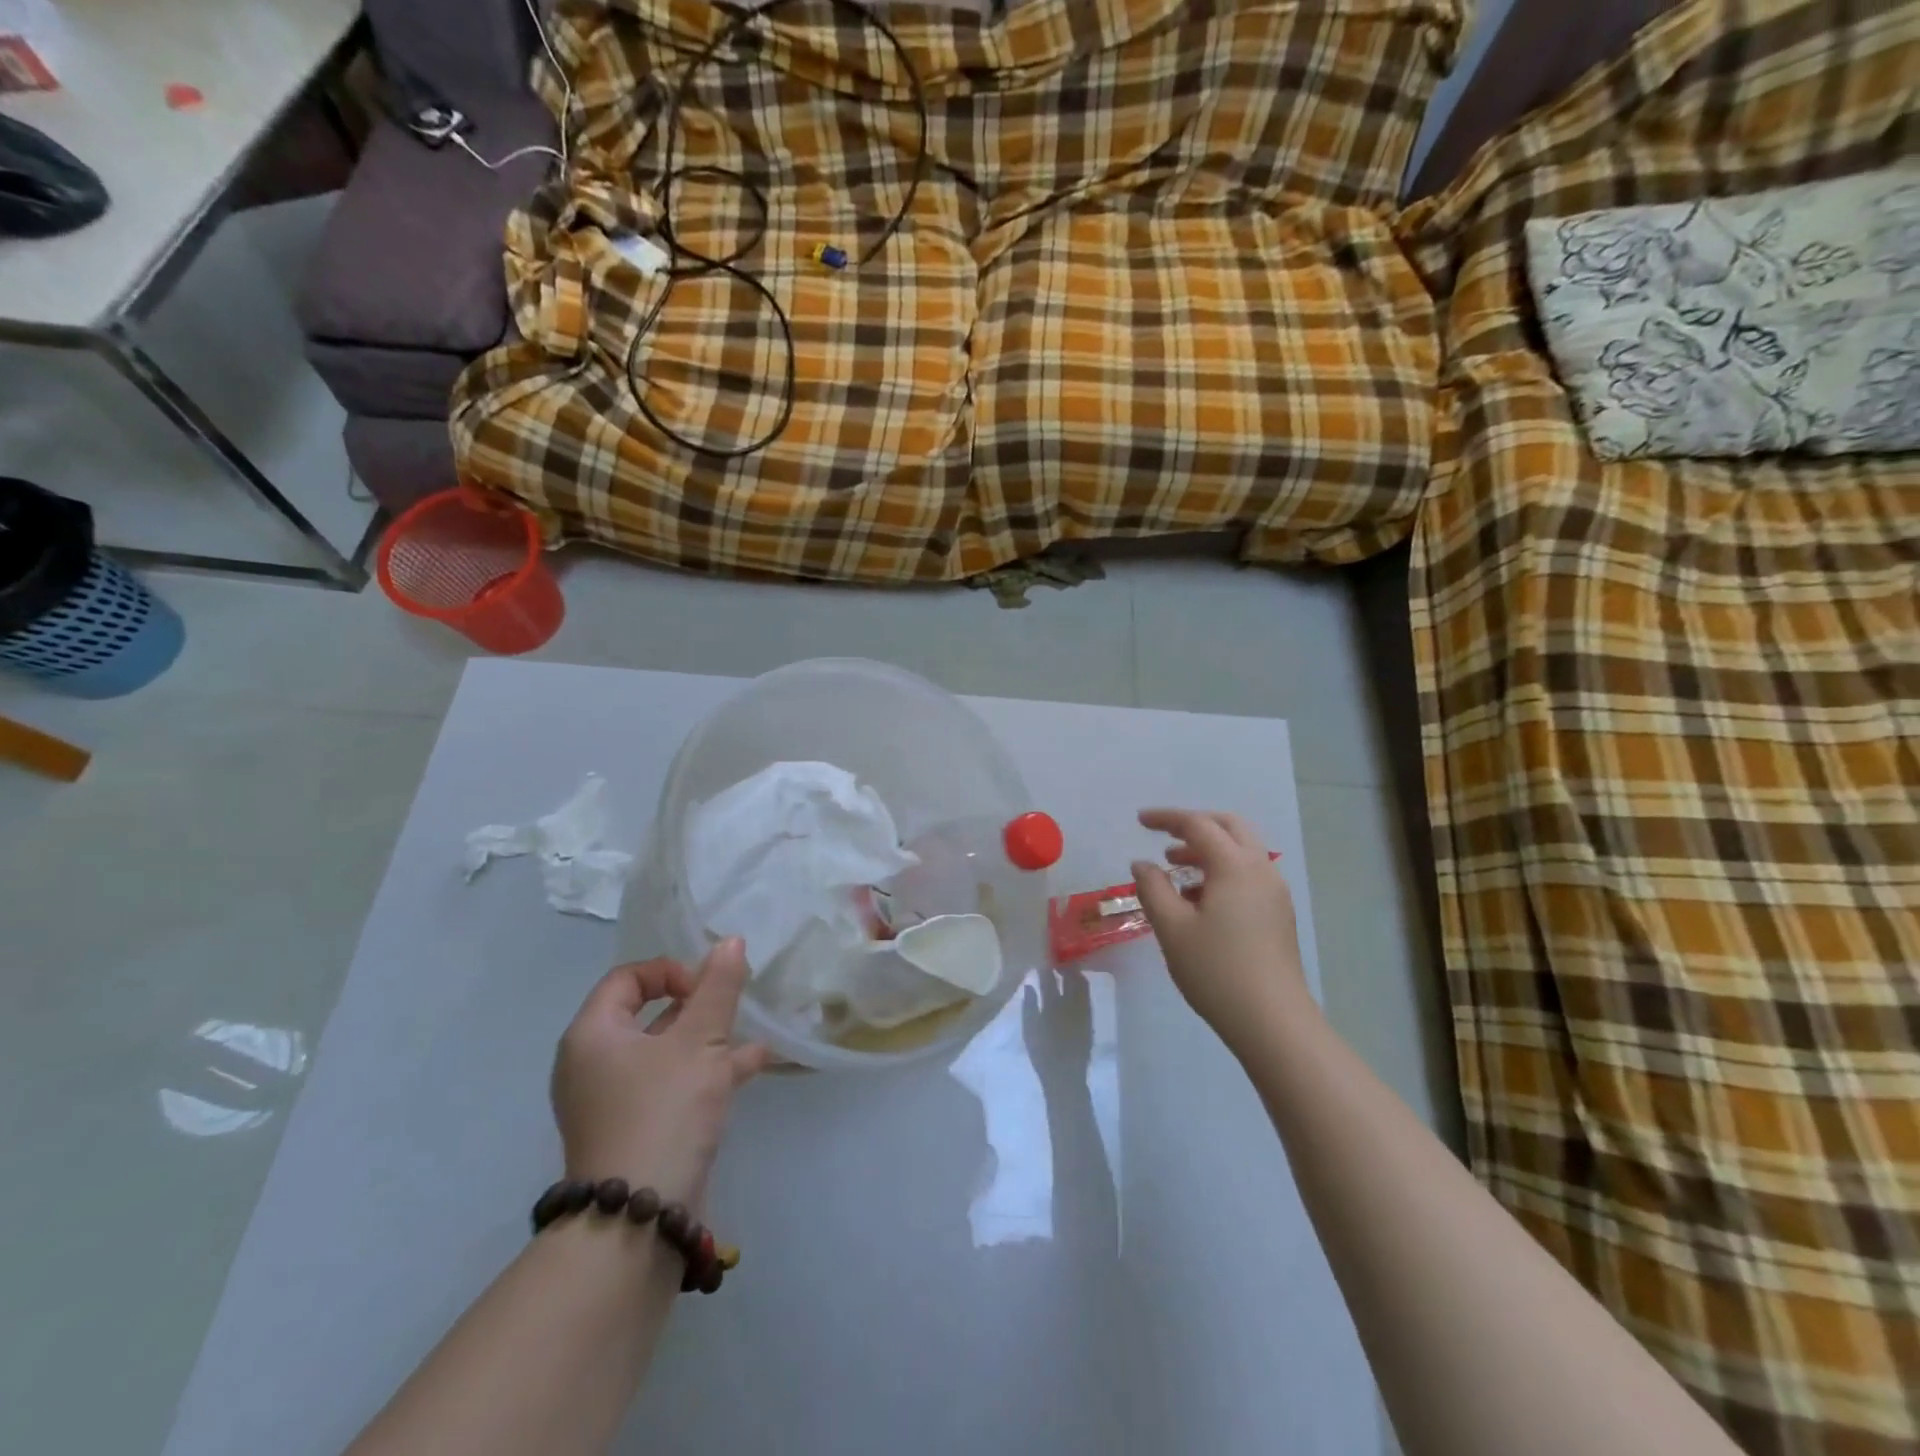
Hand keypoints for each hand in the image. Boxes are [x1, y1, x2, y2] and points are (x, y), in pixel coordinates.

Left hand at [550, 938, 769, 1207]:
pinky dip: (707, 1072)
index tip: (707, 988)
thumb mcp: (700, 1041)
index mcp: (593, 1035)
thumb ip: (718, 989)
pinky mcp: (635, 1130)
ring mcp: (613, 1102)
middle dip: (697, 1006)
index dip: (671, 971)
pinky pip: (671, 1085)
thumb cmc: (663, 1111)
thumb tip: (730, 942)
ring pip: (666, 1052)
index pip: (628, 978)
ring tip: (751, 1034)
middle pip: (648, 1014)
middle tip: (733, 1005)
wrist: (639, 1220)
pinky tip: (752, 1066)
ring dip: (709, 1039)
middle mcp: (594, 1064)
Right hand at [1023, 967, 1092, 1087]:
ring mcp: (1083, 1011)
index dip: (1047, 966)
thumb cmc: (1042, 1053)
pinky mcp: (1090, 1019)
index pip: (1049, 978)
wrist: (1066, 1076)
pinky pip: (1087, 996)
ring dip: (1075, 974)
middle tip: (1057, 962)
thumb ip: (1029, 1005)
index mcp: (1052, 1005)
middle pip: (1071, 977)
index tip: (1043, 958)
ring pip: (1082, 985)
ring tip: (1067, 971)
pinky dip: (1081, 987)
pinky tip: (1076, 988)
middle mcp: (1070, 1004)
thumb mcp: (1029, 1029)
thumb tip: (1030, 985)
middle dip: (1065, 966)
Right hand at [1132, 809, 1312, 1051]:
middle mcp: (1261, 869)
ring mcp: (1275, 892)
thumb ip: (1153, 888)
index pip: (1198, 825)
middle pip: (1229, 827)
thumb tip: (1143, 864)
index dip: (1167, 818)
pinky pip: (1249, 874)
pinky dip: (1222, 870)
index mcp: (1235, 866)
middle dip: (1195, 824)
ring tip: (1175, 867)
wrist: (1273, 1022)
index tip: (1139, 820)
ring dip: (1209, 849)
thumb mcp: (1172, 928)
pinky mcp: (1278, 914)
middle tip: (1163, 835)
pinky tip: (1199, 899)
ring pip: (1242, 851)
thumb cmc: (1216, 970)